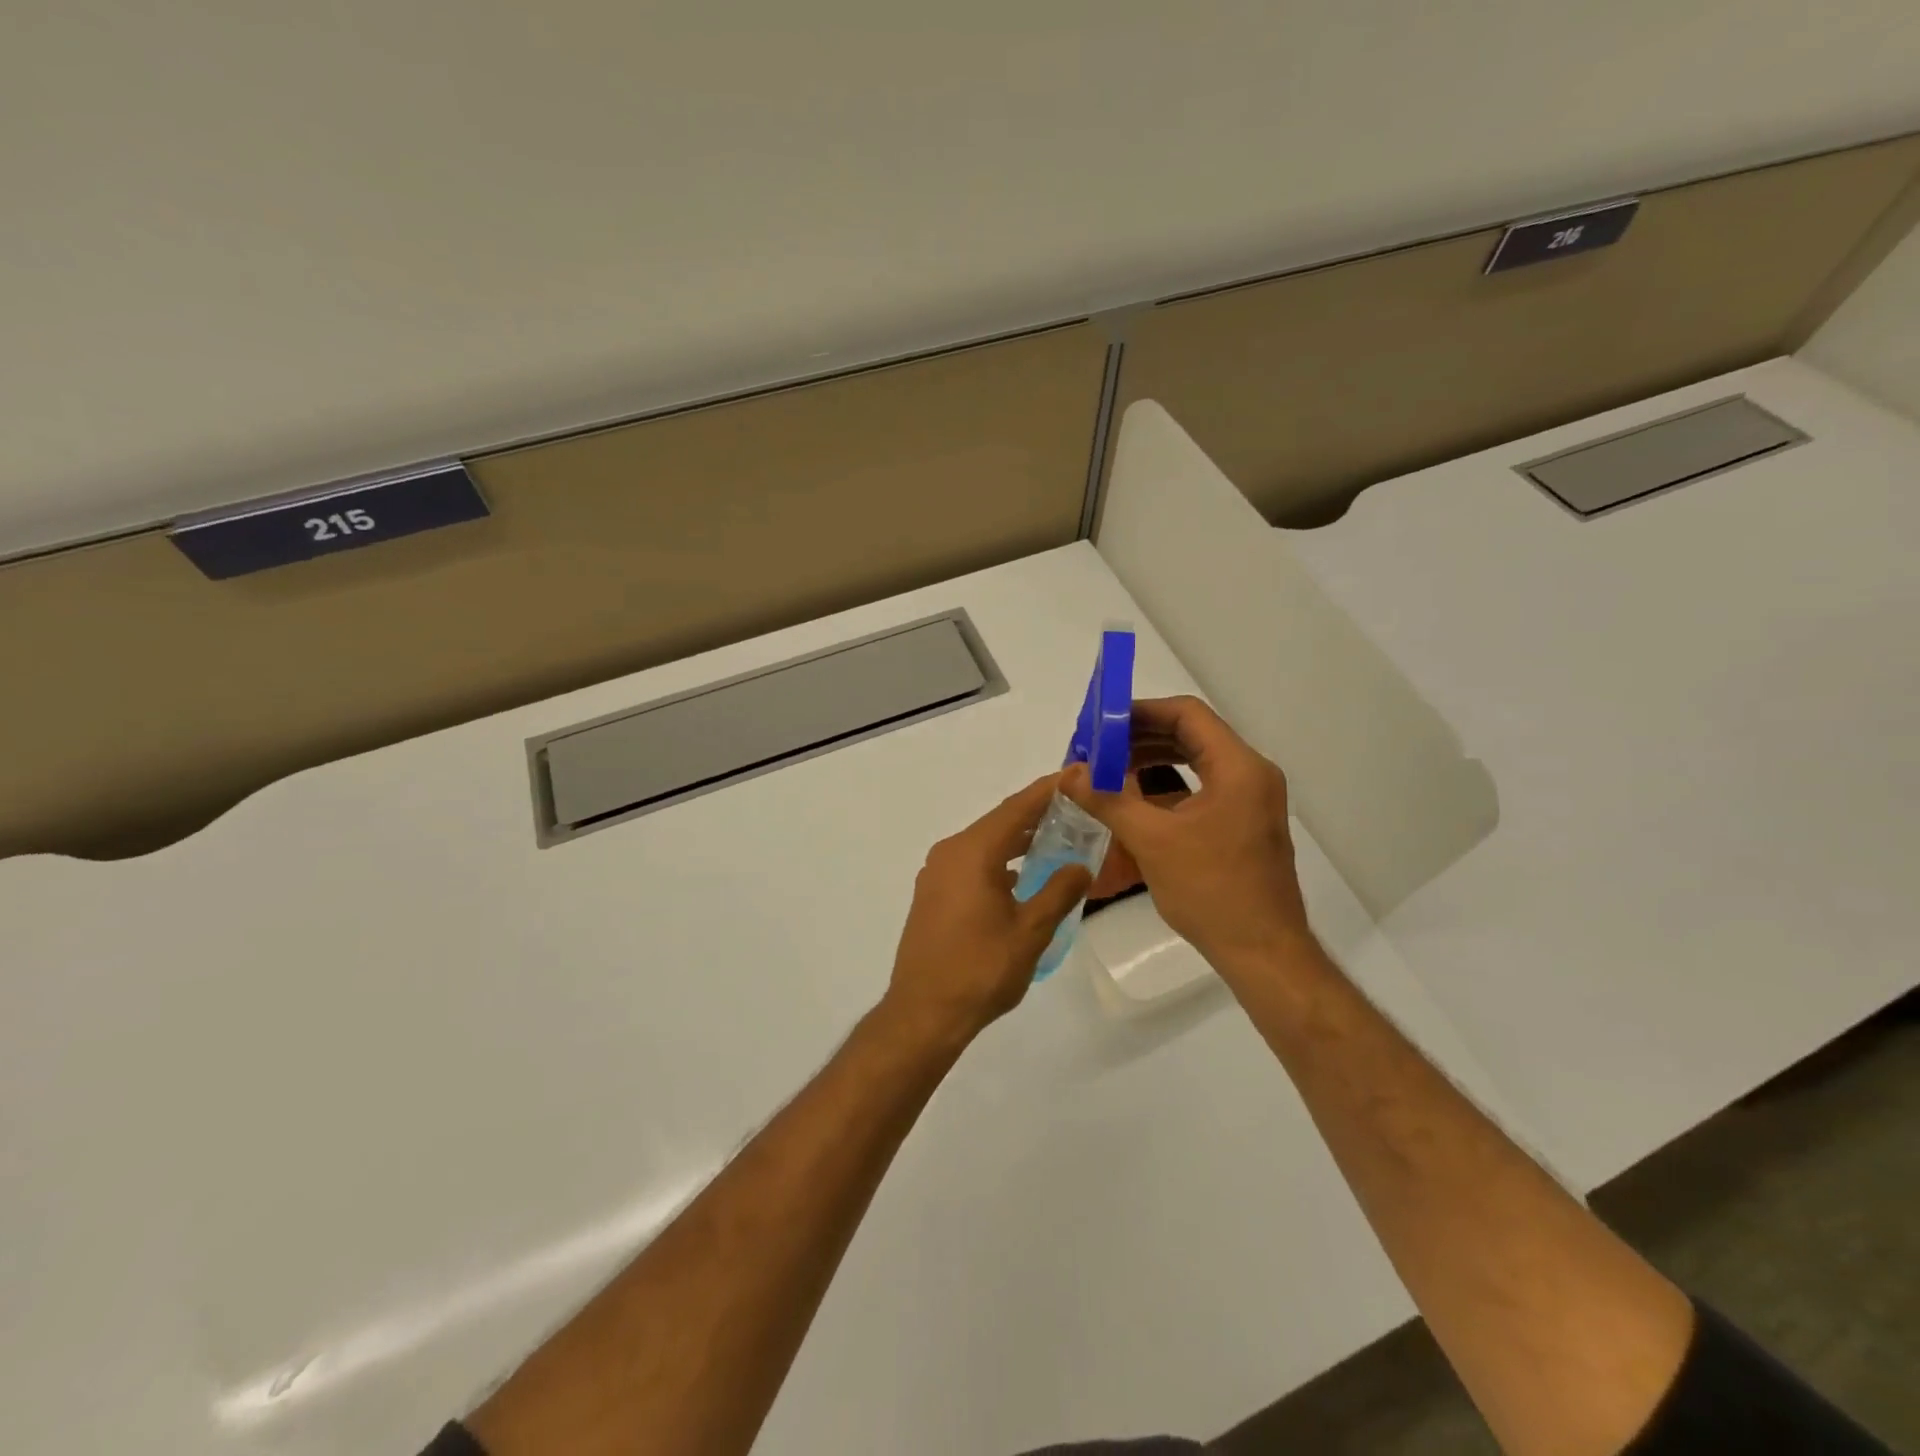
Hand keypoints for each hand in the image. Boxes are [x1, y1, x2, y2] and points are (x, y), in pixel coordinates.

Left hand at [882, 775, 1093, 1042]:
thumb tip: (1081, 865)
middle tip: (1076, 809)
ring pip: (984, 843)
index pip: (1017, 808)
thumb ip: (1059, 892)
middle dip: (1036, 814)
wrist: (923, 1013)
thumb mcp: (1030, 932)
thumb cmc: (980, 970)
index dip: (1048, 790)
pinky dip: (998, 860)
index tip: (1076, 775)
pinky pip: (971, 863)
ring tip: (1055, 840)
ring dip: (1017, 840)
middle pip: (999, 822)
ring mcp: (937, 873)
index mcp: (973, 852)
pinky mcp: (932, 894)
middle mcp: (950, 852)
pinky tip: (1020, 876)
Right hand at [1062, 696, 1312, 977]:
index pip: (1187, 715)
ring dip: (1152, 762)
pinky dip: (1167, 788)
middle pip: (1191, 736)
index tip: (1102, 724)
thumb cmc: (1211, 891)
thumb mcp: (1152, 841)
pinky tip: (1134, 802)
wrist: (1263, 953)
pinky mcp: (1243, 824)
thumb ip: (1108, 800)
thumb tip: (1069, 774)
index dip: (1141, 712)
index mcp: (1238, 768)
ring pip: (1195, 763)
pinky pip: (1201, 790)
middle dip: (1141, 738)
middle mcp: (1250, 775)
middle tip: (1098, 748)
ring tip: (1109, 771)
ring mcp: (1250, 801)